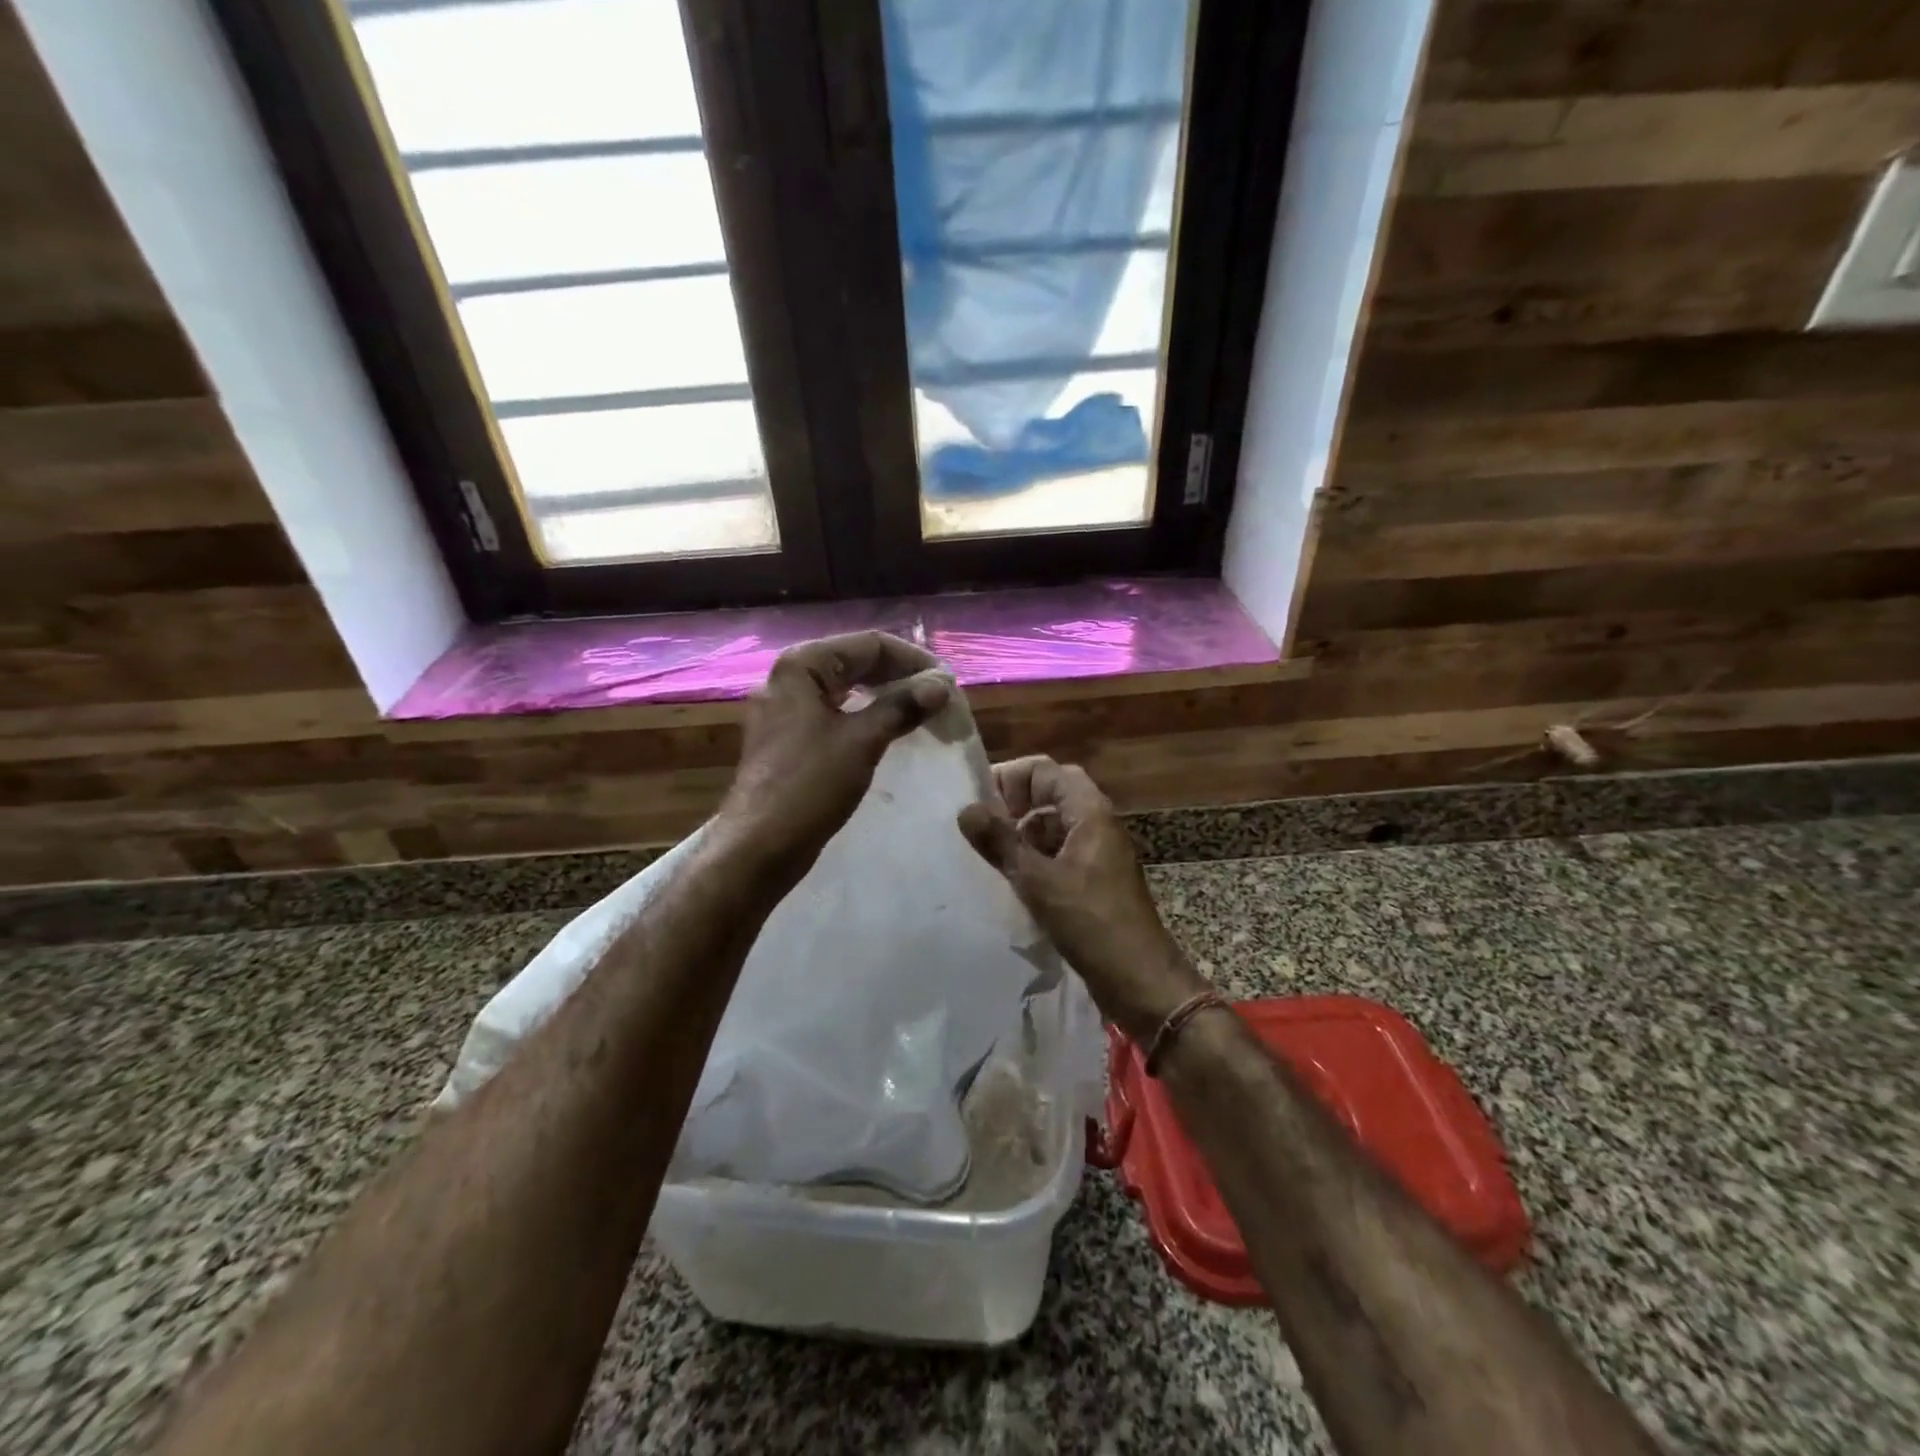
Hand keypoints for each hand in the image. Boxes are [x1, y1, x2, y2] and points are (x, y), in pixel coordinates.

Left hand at [719, 632, 950, 880]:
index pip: (870, 644)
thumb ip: (902, 706)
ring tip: (922, 713)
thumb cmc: (809, 786)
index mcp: (802, 665)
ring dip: (886, 697)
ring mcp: (787, 710)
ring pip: (847, 690)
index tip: (948, 684)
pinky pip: (837, 714)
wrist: (759, 847)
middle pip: (857, 662)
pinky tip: (891, 733)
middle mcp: (790, 679)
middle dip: (901, 676)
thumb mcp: (862, 741)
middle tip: (939, 699)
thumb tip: (942, 684)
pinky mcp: (790, 739)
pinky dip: (866, 717)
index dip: (913, 659)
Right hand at [958, 756, 1210, 1040]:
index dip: (1009, 778)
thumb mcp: (1038, 880)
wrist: (1139, 978)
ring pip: (1052, 825)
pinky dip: (1033, 857)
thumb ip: (1000, 842)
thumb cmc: (1091, 922)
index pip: (1044, 770)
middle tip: (981, 826)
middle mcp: (1095, 823)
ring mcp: (1095, 852)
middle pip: (1049, 794)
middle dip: (1012, 804)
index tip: (977, 803)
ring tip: (987, 852)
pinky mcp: (1092, 879)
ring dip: (1021, 832)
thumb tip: (965, 810)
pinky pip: (1057, 853)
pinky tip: (1009, 878)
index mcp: (1089, 811)